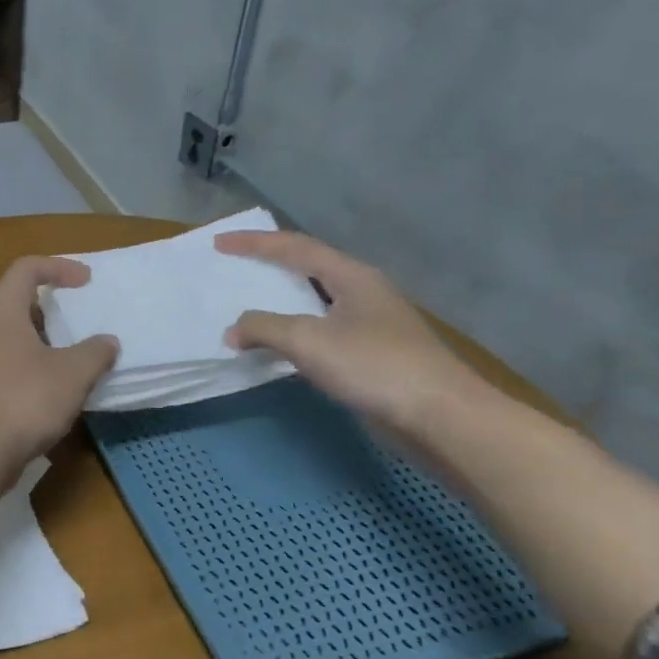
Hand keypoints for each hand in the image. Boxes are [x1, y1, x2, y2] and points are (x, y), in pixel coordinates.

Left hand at [0, 256, 119, 471]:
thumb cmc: (24, 400)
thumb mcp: (73, 374)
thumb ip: (94, 352)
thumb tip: (107, 342)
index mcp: (0, 311)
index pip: (26, 268)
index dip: (58, 267)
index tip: (86, 282)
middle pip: (12, 299)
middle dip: (47, 305)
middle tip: (75, 319)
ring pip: (5, 334)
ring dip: (36, 338)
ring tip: (66, 356)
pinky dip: (24, 364)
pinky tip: (45, 388)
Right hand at [215, 230, 490, 440]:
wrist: (439, 416)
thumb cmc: (374, 366)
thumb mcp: (308, 340)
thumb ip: (264, 327)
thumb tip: (233, 329)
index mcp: (352, 276)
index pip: (295, 248)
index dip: (255, 243)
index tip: (220, 243)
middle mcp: (362, 292)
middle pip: (308, 267)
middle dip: (269, 264)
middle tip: (234, 266)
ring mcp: (369, 323)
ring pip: (314, 300)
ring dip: (279, 299)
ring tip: (248, 302)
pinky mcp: (370, 353)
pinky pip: (319, 330)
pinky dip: (291, 329)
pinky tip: (277, 344)